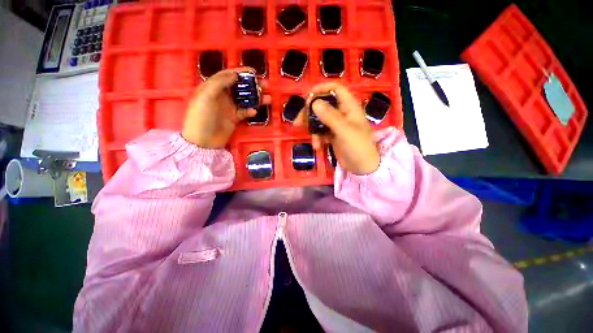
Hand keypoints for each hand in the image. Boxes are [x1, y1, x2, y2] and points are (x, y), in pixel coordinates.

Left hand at [182, 68, 270, 148]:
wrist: (203, 141)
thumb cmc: (201, 117)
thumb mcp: (206, 96)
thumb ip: (219, 83)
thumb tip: (235, 74)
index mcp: (213, 87)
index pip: (228, 75)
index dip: (240, 72)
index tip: (254, 71)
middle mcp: (222, 95)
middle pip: (239, 87)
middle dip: (252, 85)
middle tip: (265, 85)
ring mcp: (229, 107)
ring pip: (245, 99)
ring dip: (256, 98)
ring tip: (268, 98)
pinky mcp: (234, 118)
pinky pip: (245, 112)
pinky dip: (250, 111)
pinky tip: (254, 112)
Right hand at [296, 82, 379, 174]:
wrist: (362, 167)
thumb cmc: (358, 146)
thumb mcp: (344, 130)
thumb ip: (330, 116)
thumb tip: (314, 103)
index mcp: (349, 107)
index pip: (335, 89)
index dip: (321, 89)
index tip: (307, 97)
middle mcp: (342, 113)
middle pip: (323, 105)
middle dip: (309, 113)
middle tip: (298, 121)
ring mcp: (337, 125)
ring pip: (319, 119)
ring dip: (312, 129)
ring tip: (311, 140)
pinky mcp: (332, 135)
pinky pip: (321, 131)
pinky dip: (317, 138)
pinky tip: (317, 146)